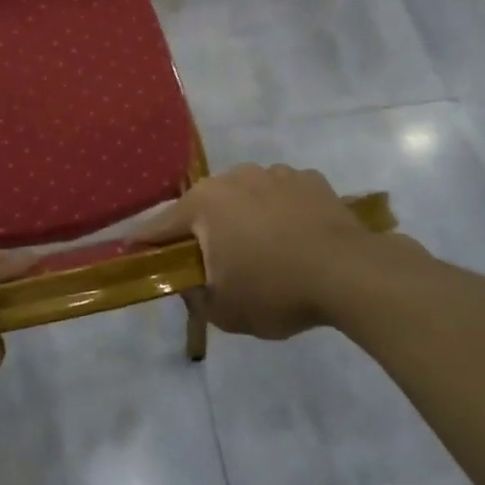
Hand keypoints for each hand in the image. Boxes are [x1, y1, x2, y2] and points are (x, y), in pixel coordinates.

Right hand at [133, 165, 431, 339]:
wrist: (351, 273)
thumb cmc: (276, 290)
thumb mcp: (224, 311)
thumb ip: (194, 296)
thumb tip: (188, 282)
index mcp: (204, 204)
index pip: (161, 226)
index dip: (146, 242)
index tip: (134, 252)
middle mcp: (234, 178)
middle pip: (206, 207)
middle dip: (205, 231)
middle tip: (215, 263)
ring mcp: (274, 173)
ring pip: (246, 197)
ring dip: (246, 219)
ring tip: (265, 252)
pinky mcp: (309, 179)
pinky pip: (283, 196)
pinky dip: (282, 213)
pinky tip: (297, 239)